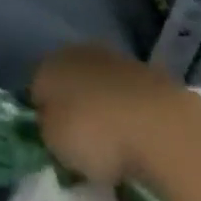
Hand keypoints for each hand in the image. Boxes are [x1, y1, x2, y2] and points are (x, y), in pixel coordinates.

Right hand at [30, 44, 200, 188]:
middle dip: (75, 108)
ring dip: (105, 110)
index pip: (37, 87)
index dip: (43, 115)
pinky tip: (139, 141)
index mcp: (51, 63)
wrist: (163, 127)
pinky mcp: (152, 76)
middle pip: (71, 83)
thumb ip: (48, 128)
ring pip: (102, 88)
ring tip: (115, 148)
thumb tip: (54, 123)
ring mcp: (118, 61)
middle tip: (82, 145)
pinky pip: (131, 99)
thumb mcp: (54, 142)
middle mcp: (80, 53)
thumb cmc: (95, 133)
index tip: (54, 142)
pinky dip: (132, 116)